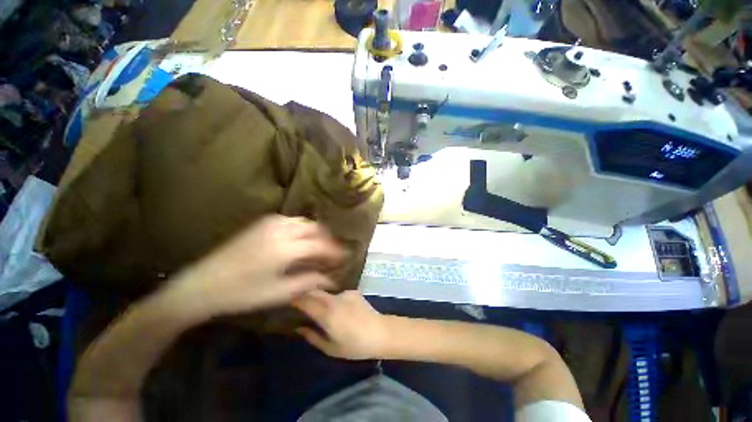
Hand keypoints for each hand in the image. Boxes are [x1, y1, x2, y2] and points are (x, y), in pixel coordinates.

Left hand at [169, 215, 344, 318]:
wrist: (202, 284)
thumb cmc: (242, 293)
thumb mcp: (279, 293)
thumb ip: (310, 282)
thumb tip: (332, 278)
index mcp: (285, 248)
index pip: (321, 244)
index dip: (336, 251)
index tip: (346, 256)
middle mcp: (281, 229)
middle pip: (316, 228)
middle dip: (329, 239)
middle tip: (334, 252)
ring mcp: (271, 223)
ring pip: (305, 222)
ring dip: (317, 233)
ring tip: (320, 247)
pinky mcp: (263, 222)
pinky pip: (292, 221)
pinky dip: (303, 229)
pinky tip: (302, 241)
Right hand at [292, 290, 388, 359]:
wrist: (380, 332)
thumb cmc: (355, 345)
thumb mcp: (331, 348)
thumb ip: (313, 337)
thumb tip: (300, 328)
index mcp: (326, 314)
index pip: (306, 301)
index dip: (296, 299)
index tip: (289, 300)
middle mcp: (333, 300)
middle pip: (315, 292)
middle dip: (306, 294)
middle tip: (301, 302)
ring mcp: (345, 293)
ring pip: (327, 293)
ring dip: (321, 298)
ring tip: (321, 307)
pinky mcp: (353, 292)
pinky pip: (339, 294)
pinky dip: (335, 299)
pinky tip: (341, 308)